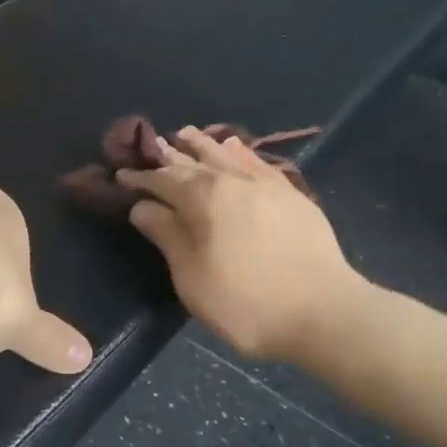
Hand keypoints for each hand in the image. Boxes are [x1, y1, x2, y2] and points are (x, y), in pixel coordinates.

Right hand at [120, 126, 361, 362]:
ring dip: (203, 144)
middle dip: (168, 155)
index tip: (122, 174)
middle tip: (151, 147)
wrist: (325, 312)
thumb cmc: (247, 302)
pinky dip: (240, 151)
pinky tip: (235, 147)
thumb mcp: (192, 277)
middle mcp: (232, 179)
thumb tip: (142, 205)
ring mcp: (266, 183)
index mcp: (202, 198)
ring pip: (226, 154)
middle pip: (193, 161)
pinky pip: (258, 161)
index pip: (163, 179)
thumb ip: (166, 235)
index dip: (140, 177)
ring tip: (186, 134)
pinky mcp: (292, 193)